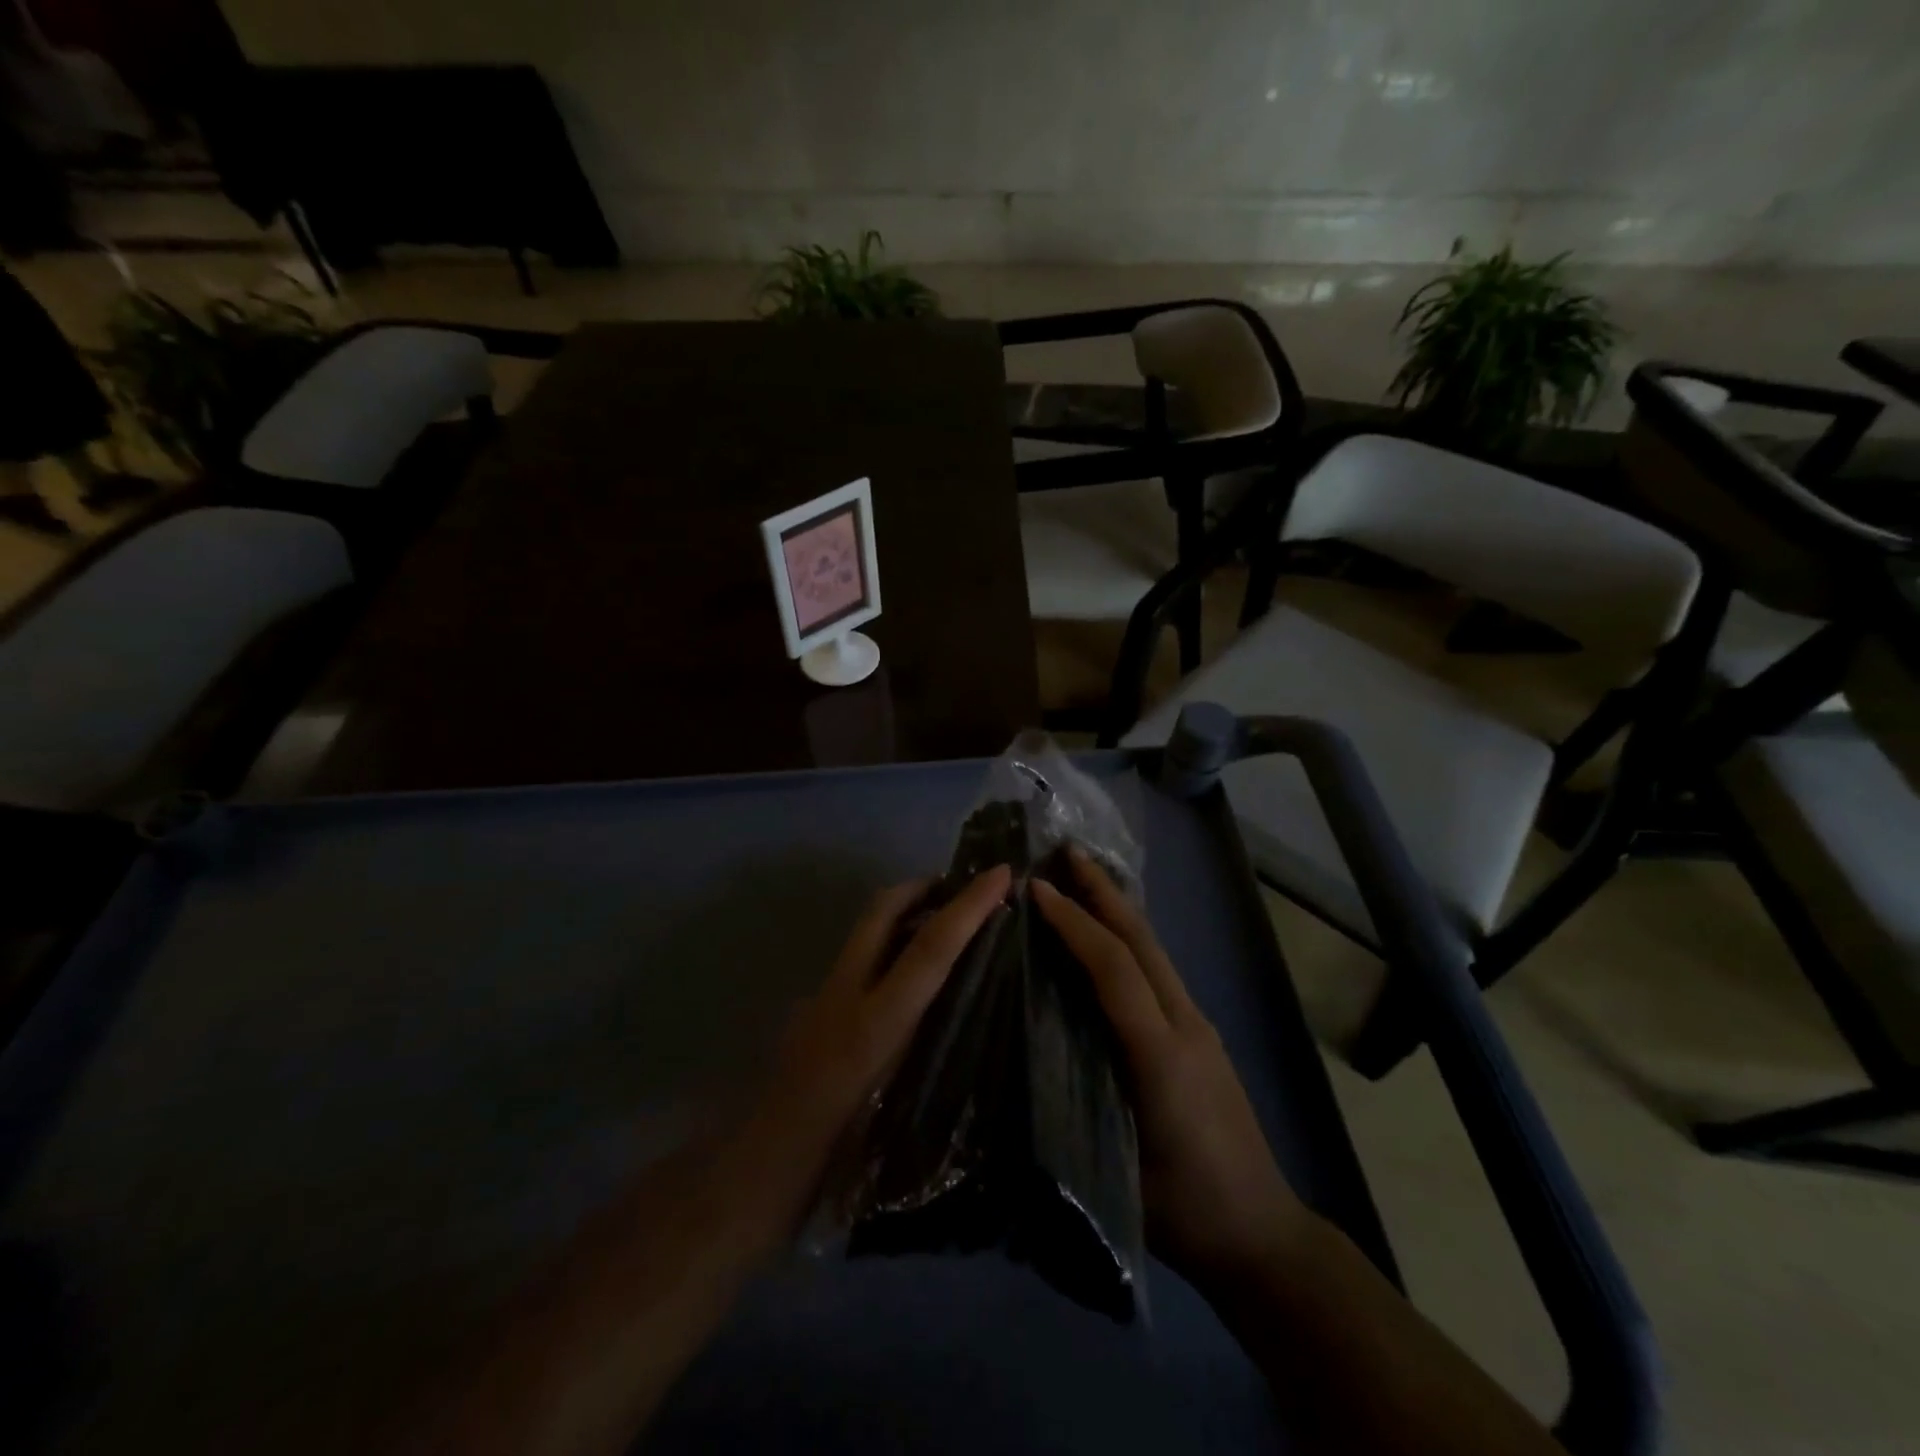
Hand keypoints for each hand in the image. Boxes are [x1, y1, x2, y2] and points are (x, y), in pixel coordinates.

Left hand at [724, 865, 1014, 1235]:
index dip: (967, 907)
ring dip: (905, 913)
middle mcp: (844, 995)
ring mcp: (822, 996)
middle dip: (924, 887)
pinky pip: (859, 957)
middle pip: (882, 912)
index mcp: (873, 1025)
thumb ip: (924, 1061)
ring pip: (867, 931)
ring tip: (947, 924)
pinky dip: (888, 946)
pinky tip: (908, 975)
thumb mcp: (892, 1120)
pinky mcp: (812, 1009)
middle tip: (965, 887)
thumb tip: (962, 1014)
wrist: (749, 1177)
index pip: (927, 949)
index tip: (1001, 874)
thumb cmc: (826, 1165)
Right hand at [1032, 850, 1310, 1293]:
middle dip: (1103, 892)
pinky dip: (1129, 939)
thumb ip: (1071, 1110)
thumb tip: (1022, 1059)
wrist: (1266, 1236)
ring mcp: (1198, 1026)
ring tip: (1083, 879)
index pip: (1114, 970)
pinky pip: (1159, 970)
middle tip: (1067, 853)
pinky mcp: (1200, 1035)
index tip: (1038, 891)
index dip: (1075, 925)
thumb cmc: (1187, 1212)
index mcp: (1160, 1055)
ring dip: (1117, 909)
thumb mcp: (1117, 1173)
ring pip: (1154, 951)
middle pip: (1142, 942)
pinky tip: (1107, 937)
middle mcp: (1185, 1025)